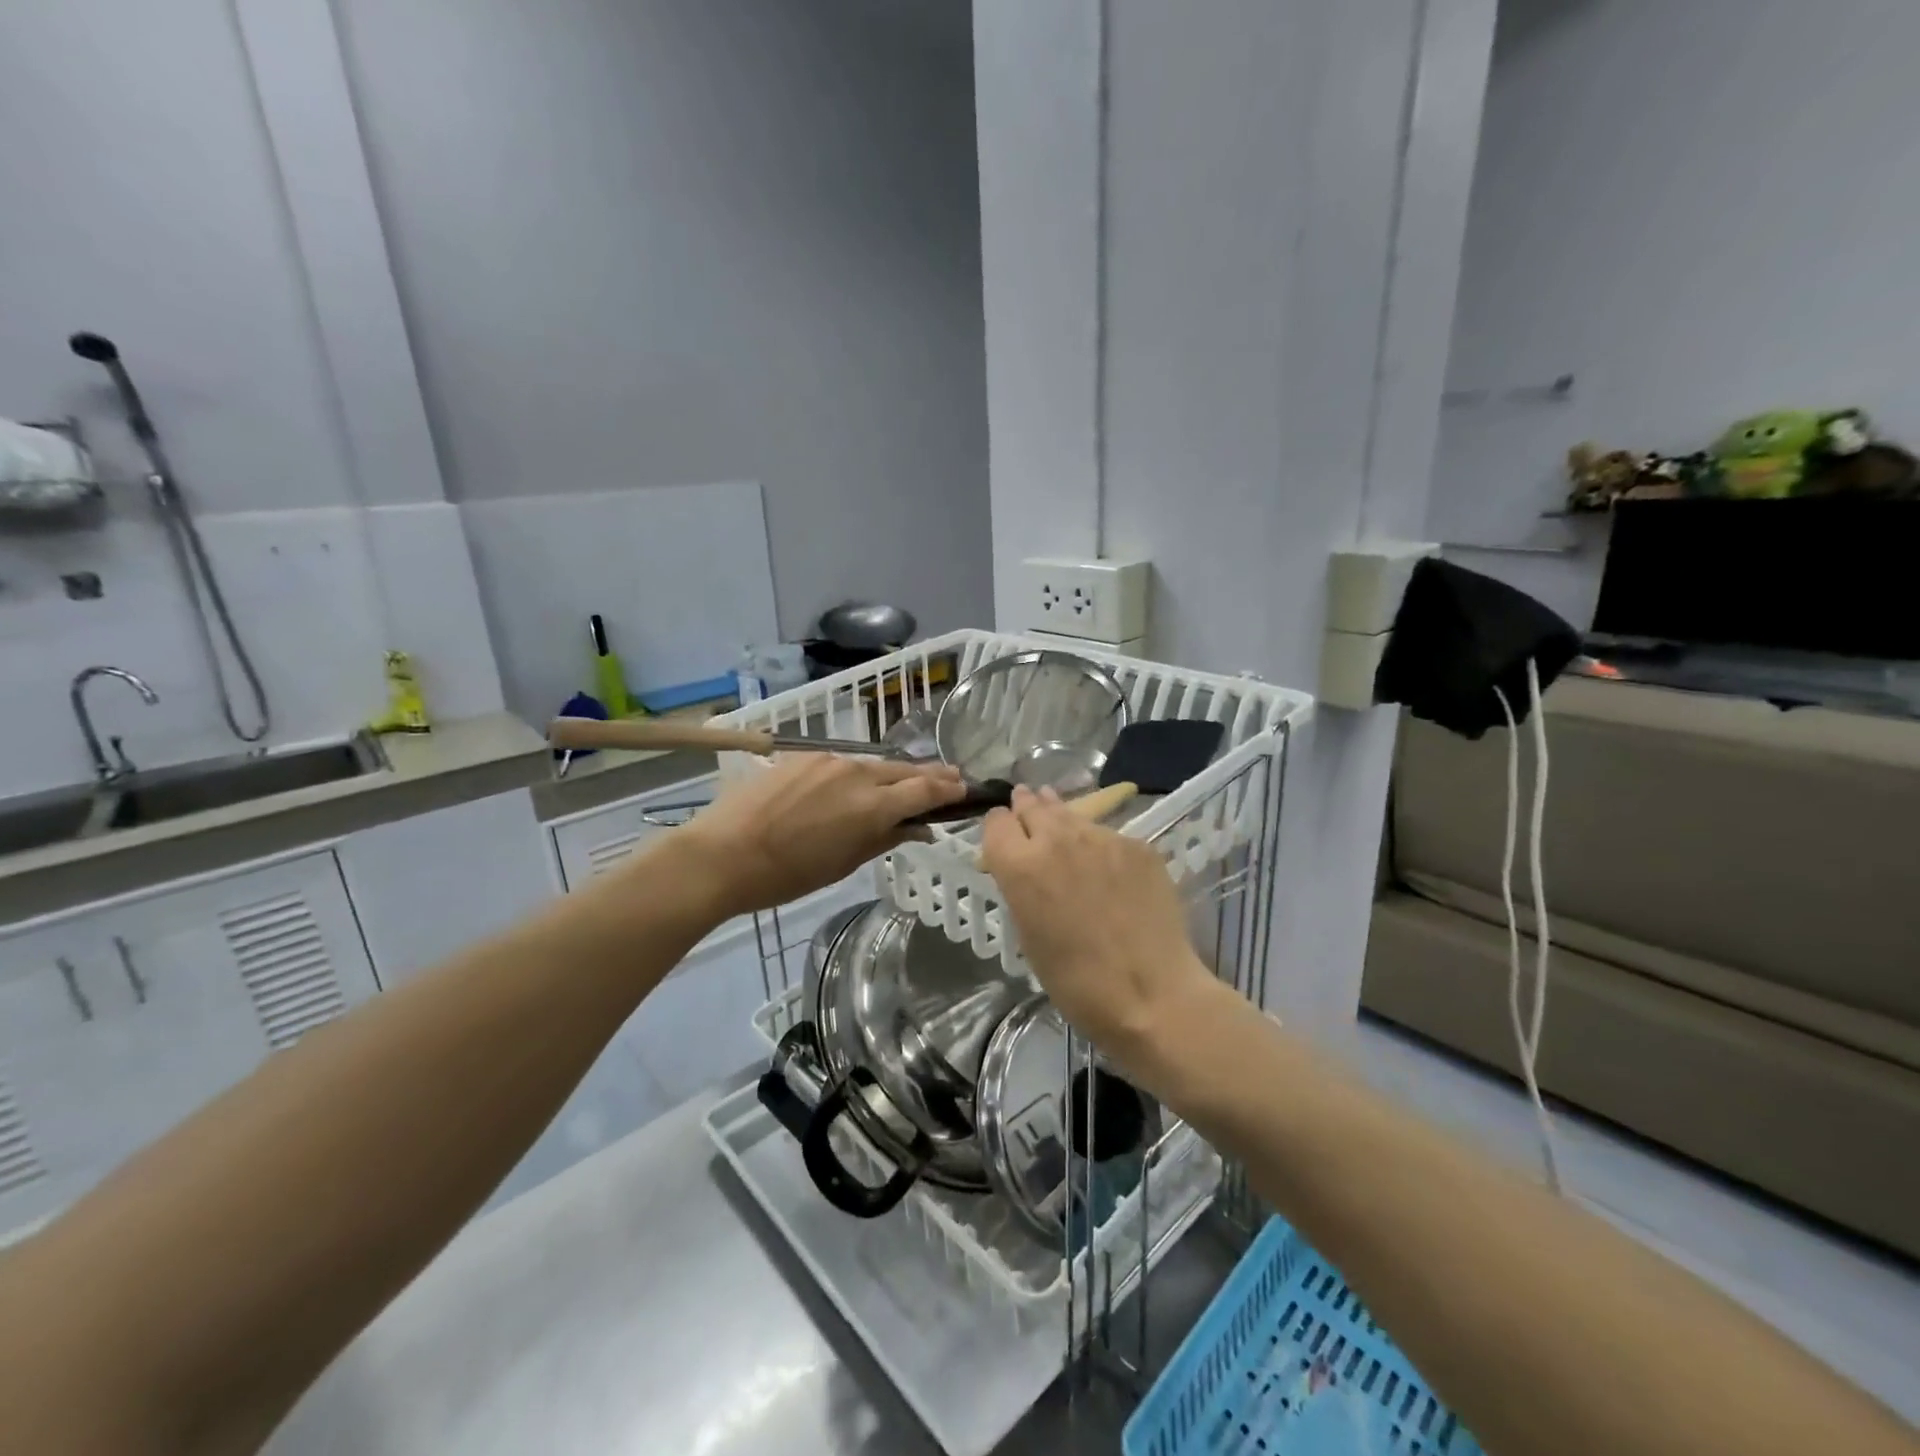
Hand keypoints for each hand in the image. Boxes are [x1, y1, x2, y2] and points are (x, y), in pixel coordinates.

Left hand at [671, 755, 965, 918]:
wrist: (721, 854)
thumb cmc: (785, 875)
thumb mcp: (842, 864)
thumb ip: (884, 839)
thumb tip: (918, 828)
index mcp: (872, 806)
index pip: (924, 790)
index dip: (948, 789)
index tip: (965, 788)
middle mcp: (856, 773)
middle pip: (903, 770)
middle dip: (930, 775)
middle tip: (949, 779)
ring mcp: (828, 760)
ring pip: (872, 764)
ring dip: (892, 774)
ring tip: (902, 784)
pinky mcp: (802, 756)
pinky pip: (841, 763)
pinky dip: (856, 774)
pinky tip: (852, 786)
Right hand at [981, 786, 1218, 1065]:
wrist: (1153, 995)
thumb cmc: (1078, 983)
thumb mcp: (1029, 937)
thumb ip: (1022, 892)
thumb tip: (1027, 873)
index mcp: (1021, 866)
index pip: (996, 822)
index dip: (999, 829)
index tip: (1004, 839)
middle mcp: (1057, 839)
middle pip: (1032, 806)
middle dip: (1027, 810)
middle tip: (1028, 812)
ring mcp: (1102, 838)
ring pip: (1072, 815)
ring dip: (1062, 820)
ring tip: (1063, 828)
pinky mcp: (1137, 845)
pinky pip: (1108, 836)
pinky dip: (1100, 846)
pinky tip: (1109, 868)